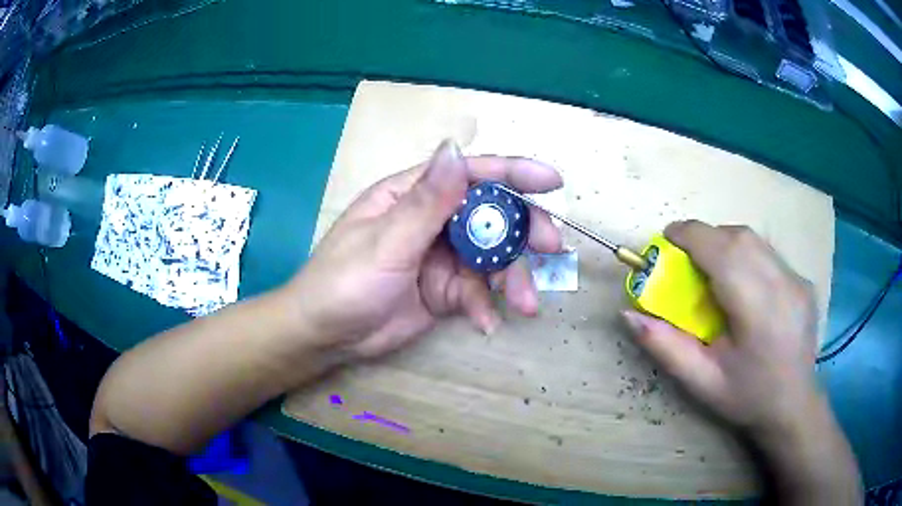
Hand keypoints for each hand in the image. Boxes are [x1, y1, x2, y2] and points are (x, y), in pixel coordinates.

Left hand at [287, 141, 562, 358]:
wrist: (325, 336)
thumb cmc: (343, 282)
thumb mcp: (385, 242)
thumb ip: (427, 202)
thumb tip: (456, 148)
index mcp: (413, 195)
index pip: (469, 174)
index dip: (513, 173)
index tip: (552, 181)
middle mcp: (433, 220)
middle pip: (490, 215)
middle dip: (523, 230)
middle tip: (551, 247)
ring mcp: (441, 257)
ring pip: (491, 258)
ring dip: (512, 278)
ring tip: (526, 304)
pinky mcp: (445, 290)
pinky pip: (477, 292)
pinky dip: (485, 306)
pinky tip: (487, 323)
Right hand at [621, 220, 819, 436]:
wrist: (793, 406)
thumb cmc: (746, 398)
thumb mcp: (701, 382)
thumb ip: (665, 346)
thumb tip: (628, 314)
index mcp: (758, 312)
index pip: (723, 252)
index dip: (691, 236)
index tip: (666, 239)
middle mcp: (783, 285)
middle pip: (739, 237)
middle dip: (706, 236)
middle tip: (685, 257)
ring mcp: (797, 280)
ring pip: (755, 239)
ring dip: (725, 241)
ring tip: (711, 266)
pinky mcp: (802, 280)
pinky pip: (768, 252)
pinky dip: (745, 253)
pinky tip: (741, 281)